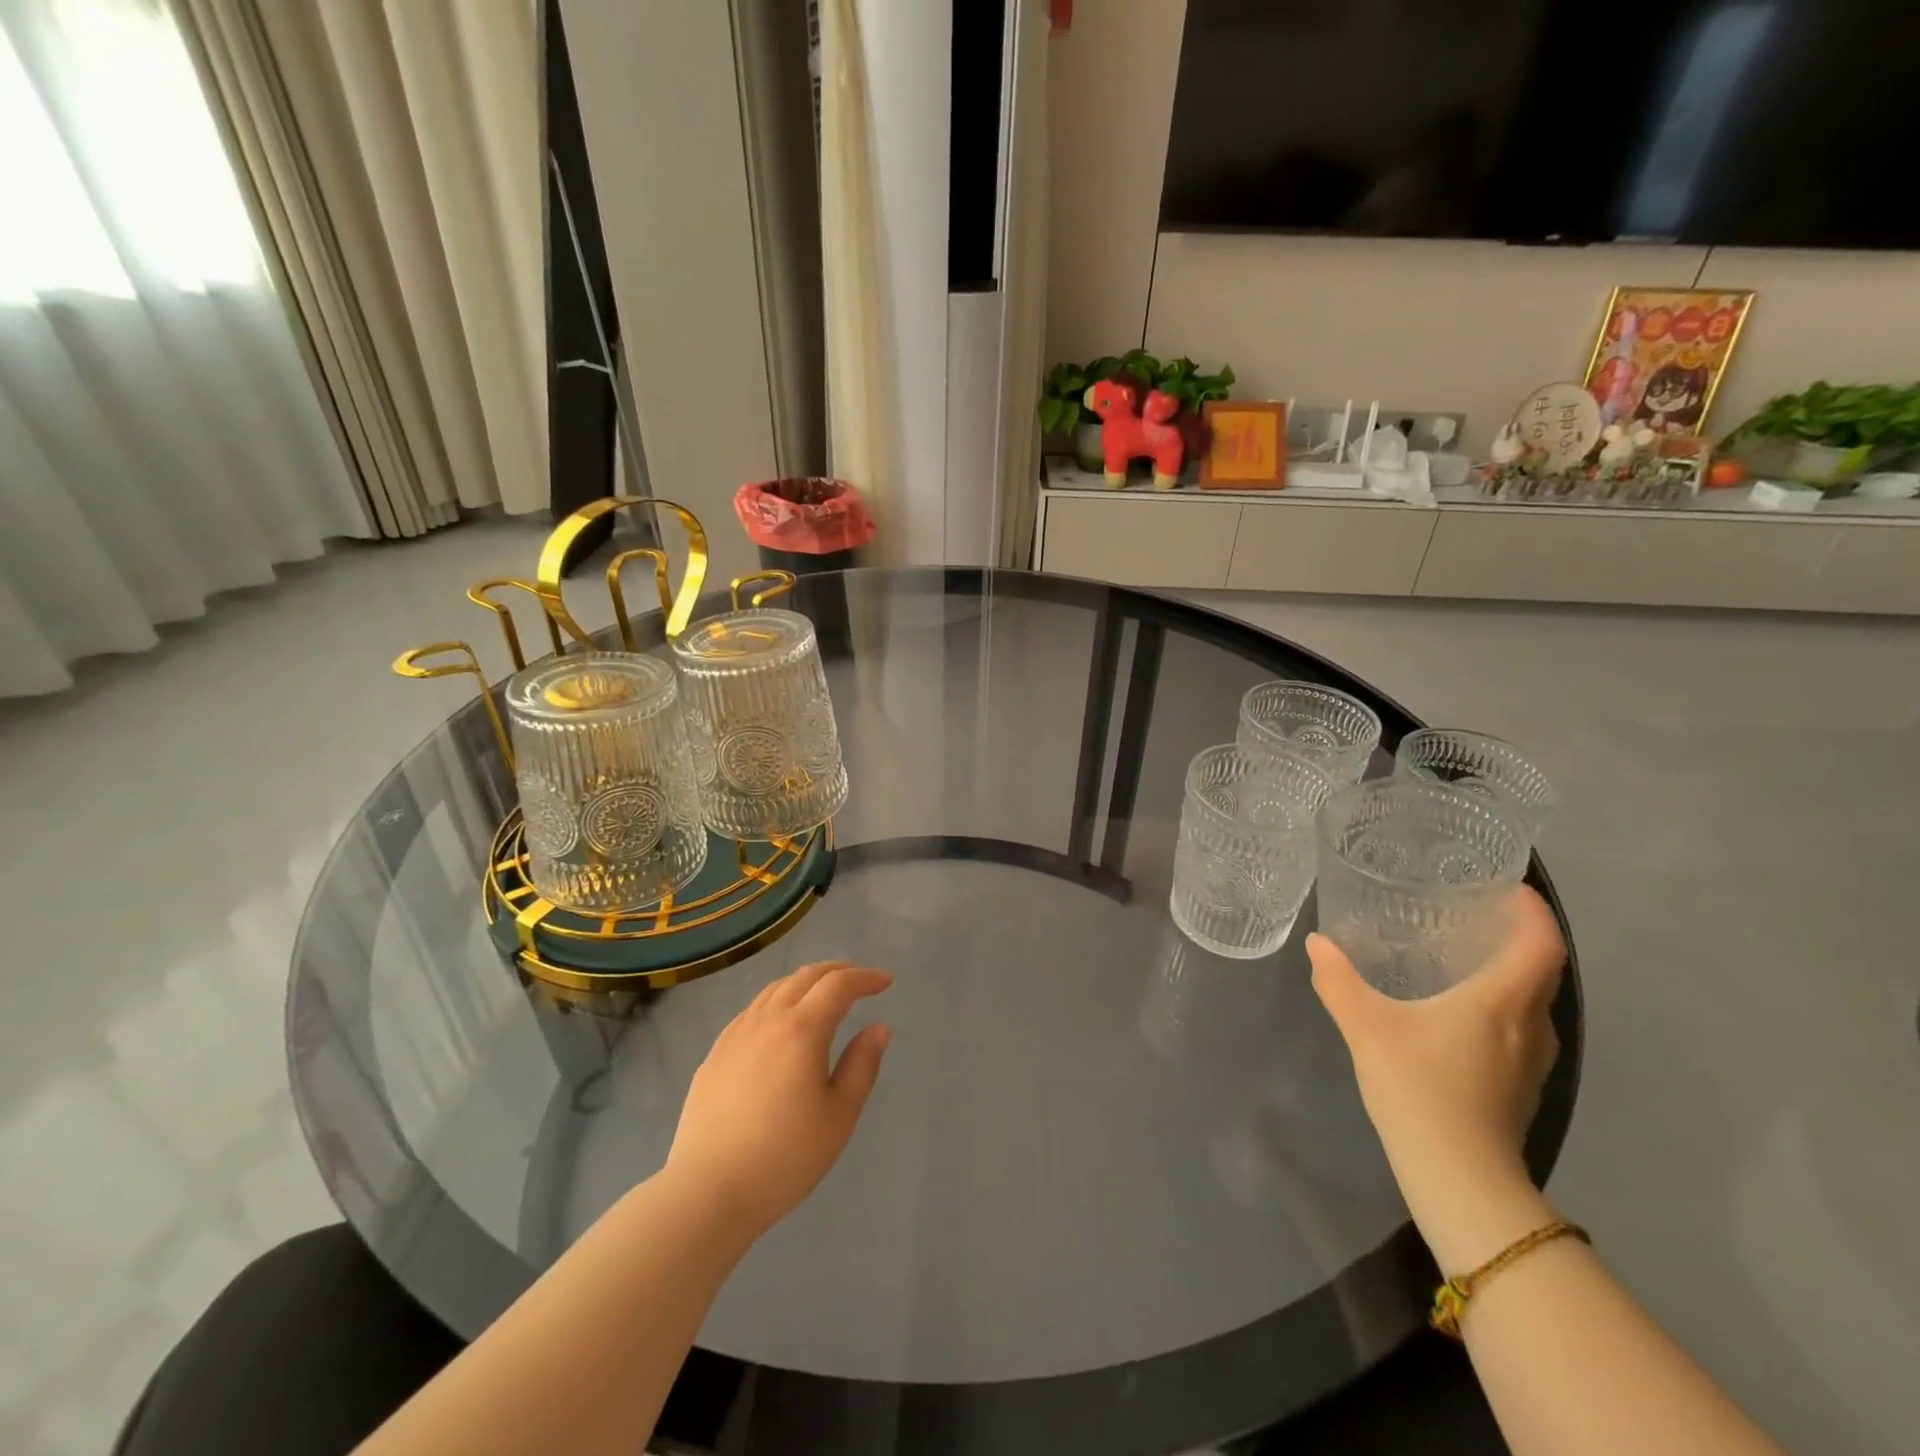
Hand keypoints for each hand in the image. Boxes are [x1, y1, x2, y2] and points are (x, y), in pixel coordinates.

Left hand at [665, 961, 892, 1238]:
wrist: (708, 1191)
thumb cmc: (785, 1157)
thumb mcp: (839, 1115)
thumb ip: (862, 1065)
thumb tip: (879, 1027)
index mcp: (802, 1030)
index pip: (838, 985)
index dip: (865, 978)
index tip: (885, 982)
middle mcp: (767, 1019)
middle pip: (805, 977)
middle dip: (836, 970)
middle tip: (858, 979)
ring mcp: (736, 1034)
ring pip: (774, 989)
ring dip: (805, 982)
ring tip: (822, 994)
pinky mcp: (715, 1054)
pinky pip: (752, 1010)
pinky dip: (777, 1001)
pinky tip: (779, 1022)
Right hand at [1306, 888, 1564, 1268]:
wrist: (1459, 1176)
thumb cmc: (1419, 1087)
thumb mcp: (1366, 1025)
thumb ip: (1339, 981)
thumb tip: (1318, 943)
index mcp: (1502, 1000)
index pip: (1541, 943)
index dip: (1534, 911)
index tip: (1511, 888)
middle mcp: (1529, 1024)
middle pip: (1544, 970)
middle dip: (1520, 938)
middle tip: (1478, 915)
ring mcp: (1532, 1061)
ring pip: (1534, 1003)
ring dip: (1513, 975)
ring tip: (1469, 957)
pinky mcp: (1521, 1088)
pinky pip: (1521, 1029)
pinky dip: (1503, 1007)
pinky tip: (1462, 1013)